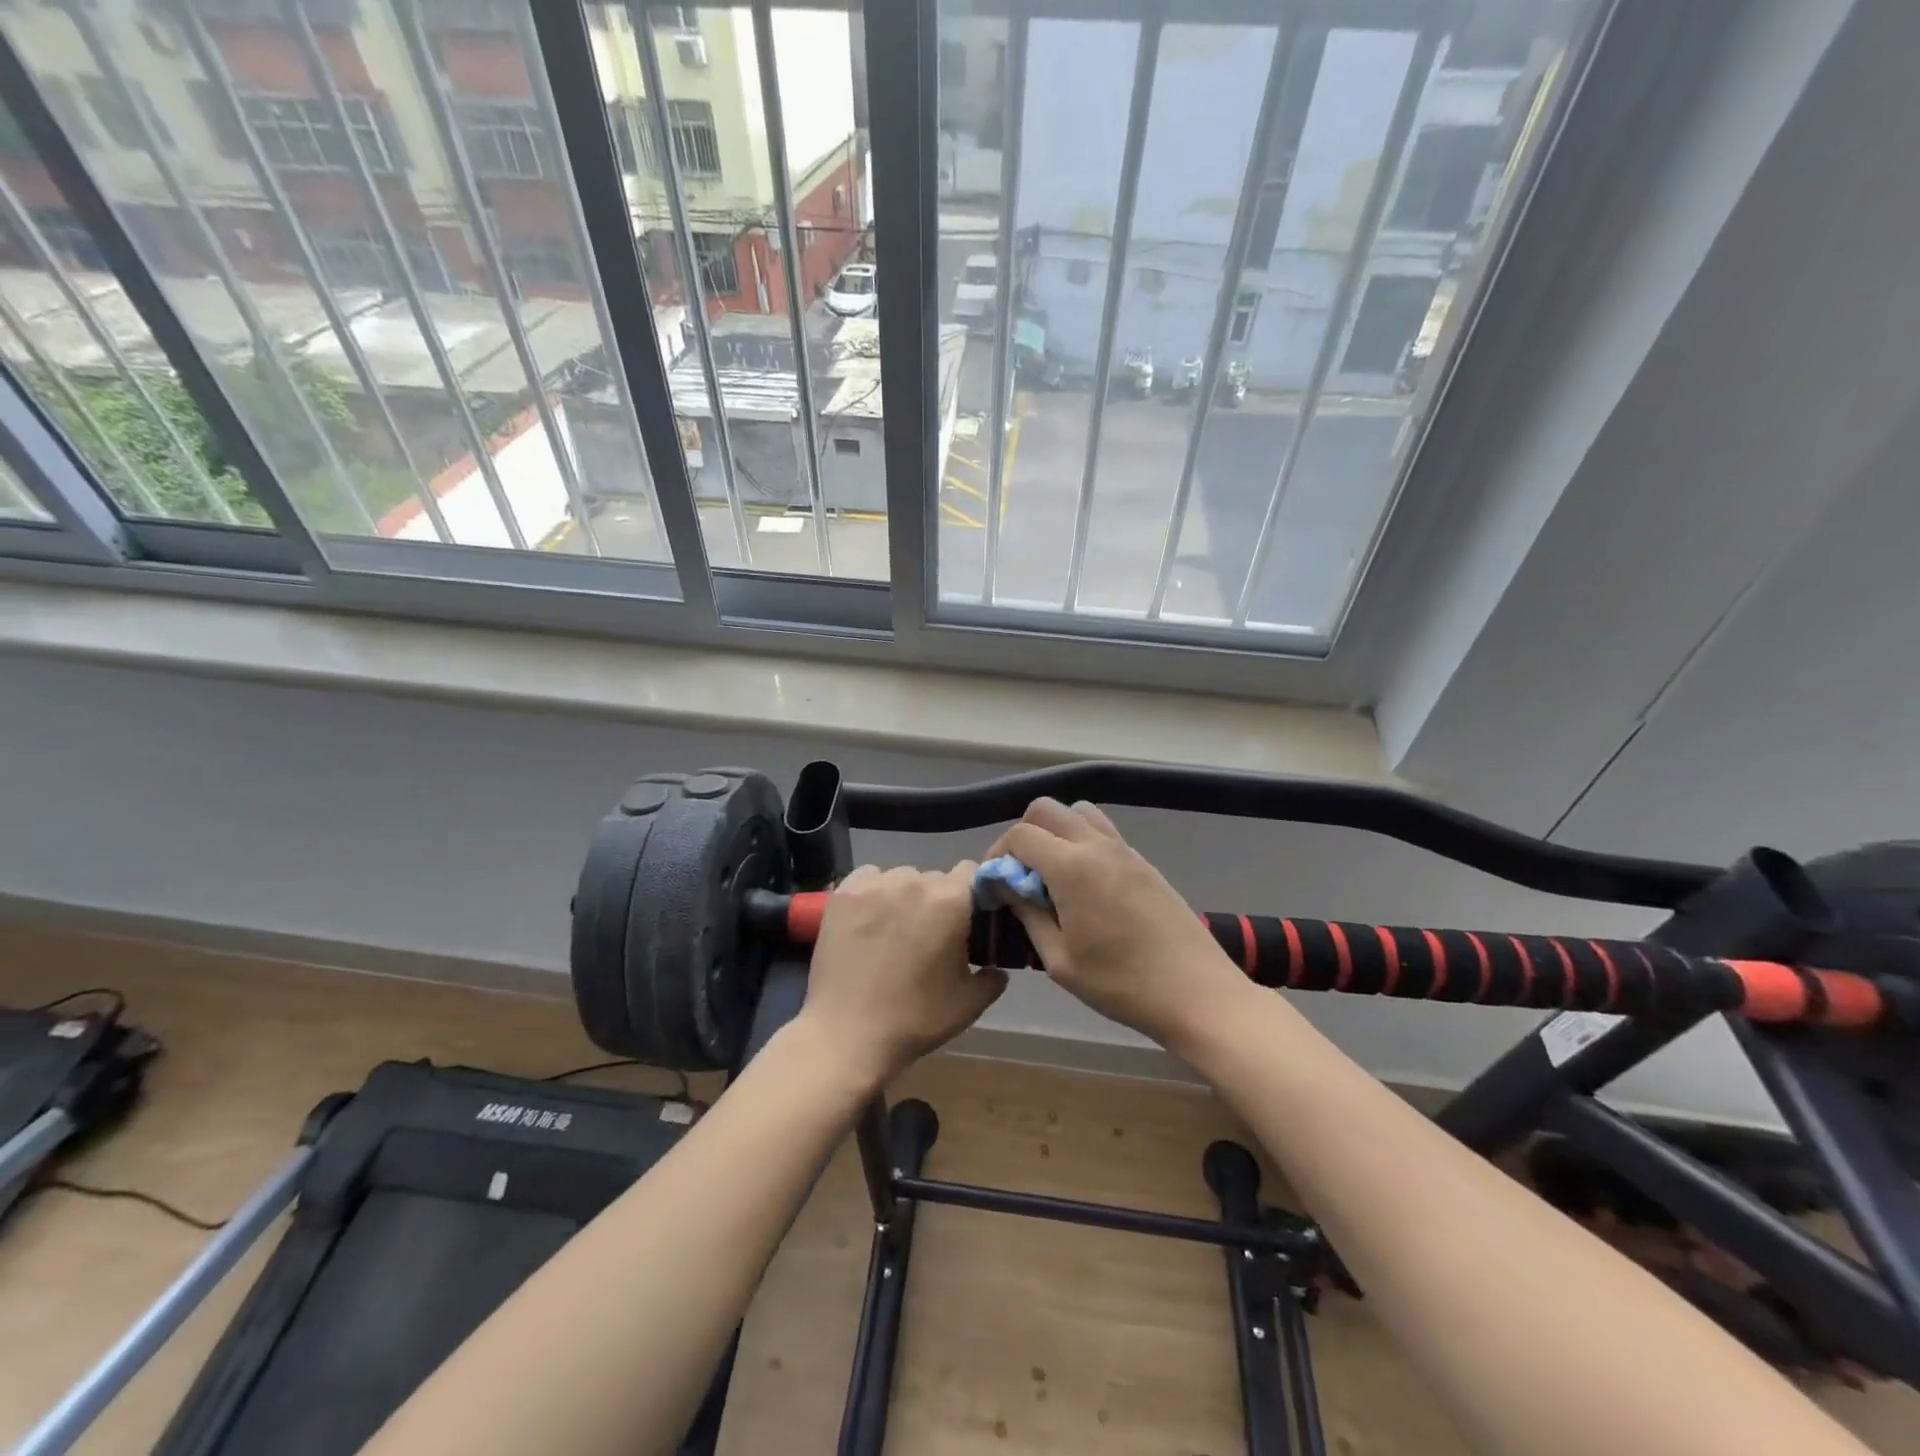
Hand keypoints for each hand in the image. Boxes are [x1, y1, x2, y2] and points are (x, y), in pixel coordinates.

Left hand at [799, 862, 1007, 1090]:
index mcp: (951, 901)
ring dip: (905, 896)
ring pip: (901, 877)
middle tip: (929, 935)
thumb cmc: (914, 1019)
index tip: (967, 919)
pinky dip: (873, 893)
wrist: (847, 1033)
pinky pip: (869, 878)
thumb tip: (996, 968)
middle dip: (936, 901)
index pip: (972, 872)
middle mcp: (915, 881)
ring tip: (894, 931)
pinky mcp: (845, 892)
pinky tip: (868, 920)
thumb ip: (992, 978)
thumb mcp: (968, 1004)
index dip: (972, 894)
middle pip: (935, 878)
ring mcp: (876, 884)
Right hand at [988, 799, 1249, 1051]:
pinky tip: (1085, 885)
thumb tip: (1009, 887)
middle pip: (1047, 809)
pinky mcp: (1143, 862)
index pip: (1020, 834)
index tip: (997, 883)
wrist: (1196, 992)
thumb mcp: (1060, 961)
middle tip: (1022, 874)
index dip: (999, 853)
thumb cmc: (1121, 984)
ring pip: (1078, 812)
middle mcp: (1096, 846)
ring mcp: (1125, 850)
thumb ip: (1028, 915)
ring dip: (1057, 831)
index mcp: (1071, 867)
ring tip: (1053, 873)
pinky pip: (1103, 831)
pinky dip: (1083, 842)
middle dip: (1024, 834)